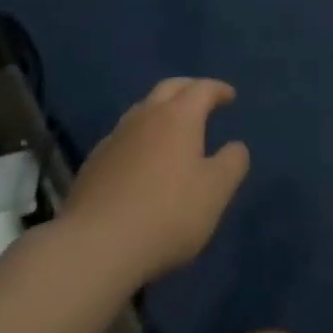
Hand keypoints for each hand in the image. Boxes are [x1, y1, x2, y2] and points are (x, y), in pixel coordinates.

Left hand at [64, 78, 250, 288]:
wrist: (97, 244)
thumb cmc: (167, 214)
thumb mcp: (215, 192)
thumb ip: (232, 164)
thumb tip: (236, 146)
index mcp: (178, 117)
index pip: (202, 89)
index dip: (218, 89)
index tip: (230, 96)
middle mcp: (145, 116)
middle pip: (169, 88)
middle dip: (189, 88)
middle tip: (203, 98)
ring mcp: (116, 136)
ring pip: (143, 109)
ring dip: (161, 110)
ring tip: (173, 127)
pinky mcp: (95, 161)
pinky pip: (124, 135)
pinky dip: (141, 136)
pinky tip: (142, 159)